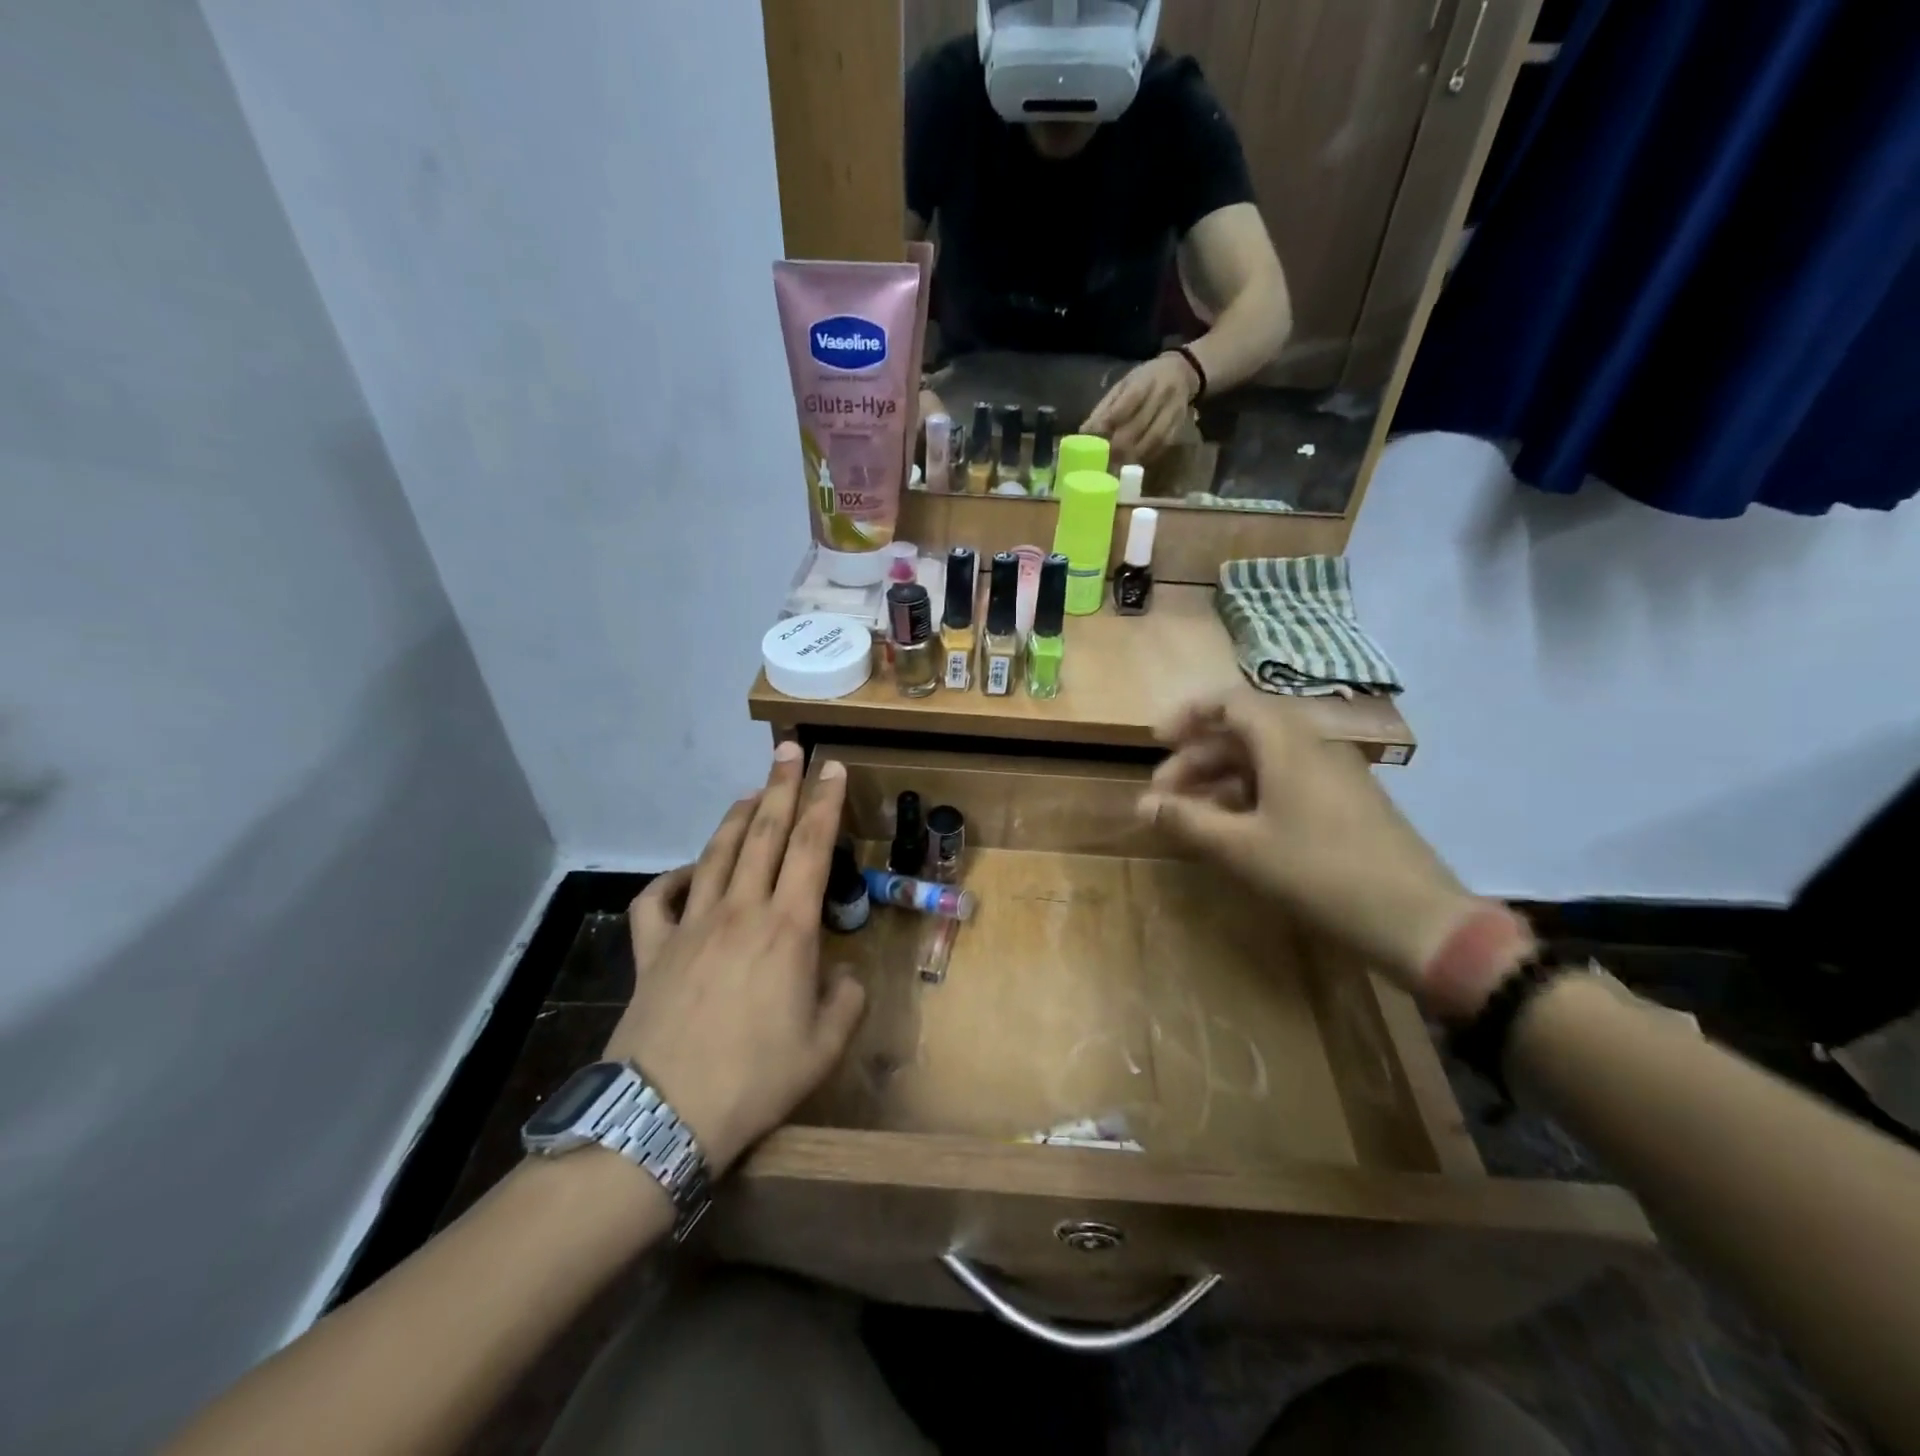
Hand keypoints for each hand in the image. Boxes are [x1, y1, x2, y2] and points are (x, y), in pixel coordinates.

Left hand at [605, 743, 864, 1175]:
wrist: (663, 1117)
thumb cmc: (755, 1080)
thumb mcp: (825, 1047)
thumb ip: (846, 1001)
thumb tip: (842, 975)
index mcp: (787, 929)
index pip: (810, 847)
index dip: (824, 802)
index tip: (832, 767)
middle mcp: (740, 911)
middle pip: (763, 833)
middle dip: (781, 786)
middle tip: (790, 751)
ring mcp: (690, 926)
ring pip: (717, 854)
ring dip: (737, 817)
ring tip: (751, 792)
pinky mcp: (651, 950)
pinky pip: (657, 900)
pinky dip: (673, 878)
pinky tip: (688, 874)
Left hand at [1081, 352, 1198, 463]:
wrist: (1181, 371)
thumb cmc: (1144, 380)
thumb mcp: (1123, 385)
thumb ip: (1105, 408)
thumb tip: (1084, 433)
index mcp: (1145, 380)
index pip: (1129, 401)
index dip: (1111, 420)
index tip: (1096, 438)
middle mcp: (1162, 394)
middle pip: (1141, 423)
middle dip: (1120, 445)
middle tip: (1104, 460)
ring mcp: (1174, 411)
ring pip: (1155, 438)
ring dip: (1134, 455)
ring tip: (1117, 467)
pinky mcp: (1179, 425)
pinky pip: (1163, 445)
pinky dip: (1146, 457)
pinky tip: (1133, 464)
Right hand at [1138, 698, 1483, 993]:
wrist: (1416, 920)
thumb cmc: (1319, 873)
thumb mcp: (1241, 848)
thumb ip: (1187, 820)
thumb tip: (1142, 804)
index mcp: (1287, 744)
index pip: (1231, 702)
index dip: (1189, 715)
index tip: (1156, 742)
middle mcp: (1313, 747)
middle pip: (1244, 732)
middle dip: (1197, 758)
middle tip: (1165, 795)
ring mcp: (1336, 775)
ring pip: (1265, 759)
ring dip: (1222, 779)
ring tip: (1192, 816)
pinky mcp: (1348, 803)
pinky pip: (1288, 781)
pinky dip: (1252, 795)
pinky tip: (1236, 829)